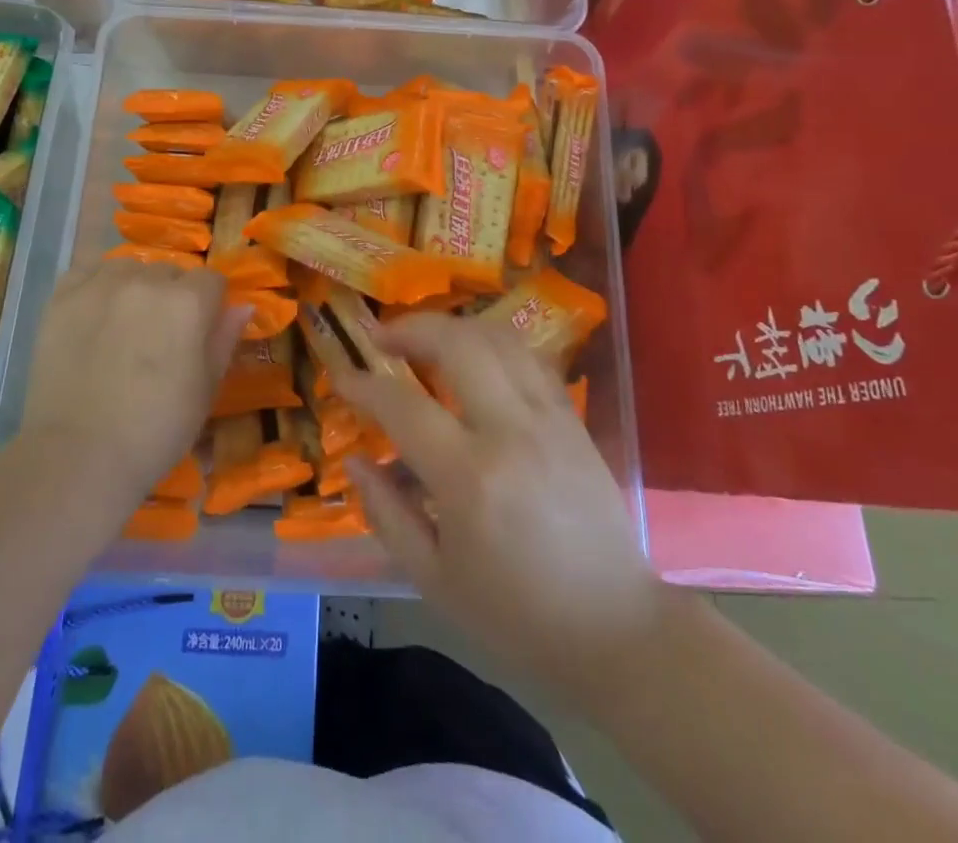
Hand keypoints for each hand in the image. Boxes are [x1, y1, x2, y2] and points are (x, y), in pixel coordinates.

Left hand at [21, 262, 248, 500]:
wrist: (79, 456)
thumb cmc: (156, 430)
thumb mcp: (205, 390)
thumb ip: (225, 340)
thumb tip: (244, 306)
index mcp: (188, 302)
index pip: (212, 280)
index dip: (211, 305)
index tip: (201, 333)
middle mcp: (147, 280)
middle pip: (170, 272)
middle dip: (173, 295)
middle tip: (160, 336)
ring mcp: (101, 285)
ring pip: (129, 267)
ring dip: (135, 286)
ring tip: (124, 323)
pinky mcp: (62, 297)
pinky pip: (87, 269)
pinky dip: (95, 283)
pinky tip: (94, 310)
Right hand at [332, 313, 664, 718]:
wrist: (617, 631)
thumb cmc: (516, 616)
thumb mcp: (434, 580)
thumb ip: (387, 514)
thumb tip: (355, 459)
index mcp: (470, 479)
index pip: (403, 406)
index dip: (363, 385)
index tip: (341, 378)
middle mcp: (511, 432)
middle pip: (457, 343)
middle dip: (410, 328)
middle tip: (381, 338)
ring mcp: (549, 419)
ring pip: (498, 338)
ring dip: (453, 327)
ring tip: (424, 340)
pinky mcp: (572, 420)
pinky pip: (529, 358)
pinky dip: (492, 345)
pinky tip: (473, 360)